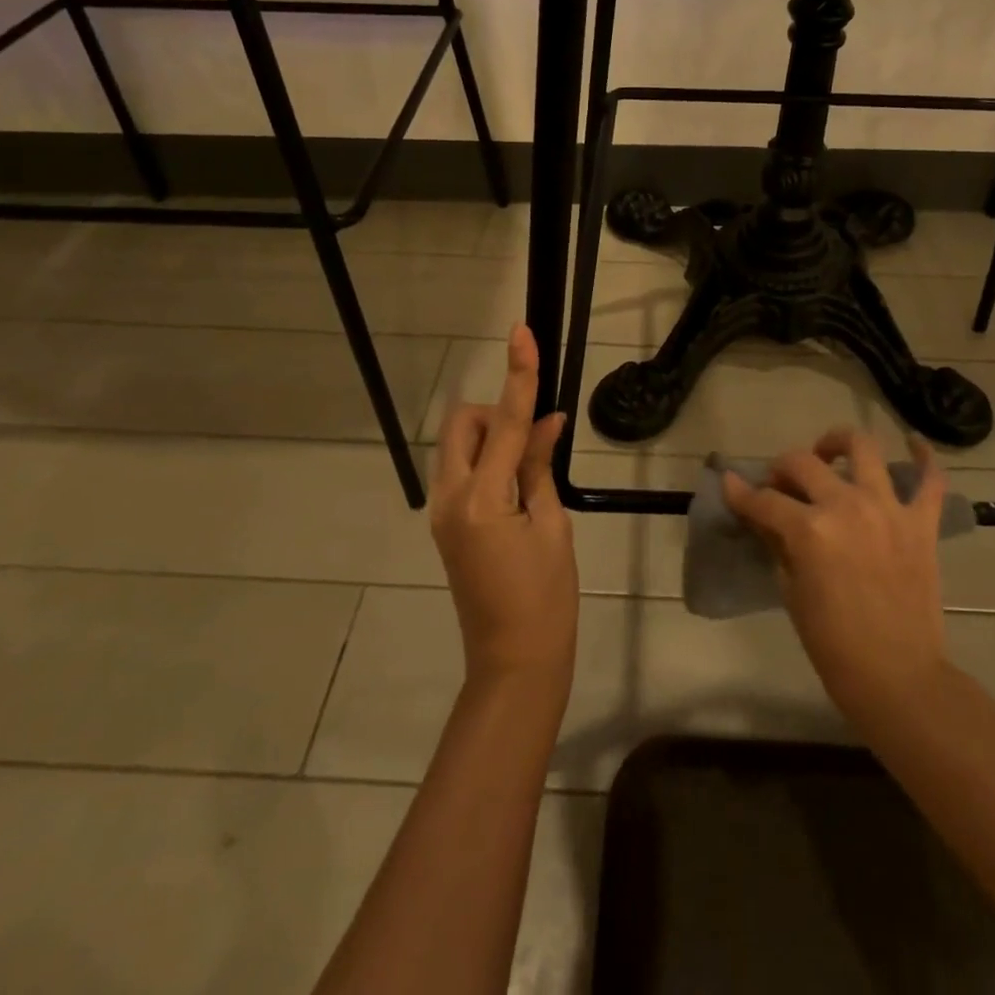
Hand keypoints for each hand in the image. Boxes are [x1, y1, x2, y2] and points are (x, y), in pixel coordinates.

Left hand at [430, 325, 577, 692]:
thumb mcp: (552, 526)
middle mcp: (450, 498)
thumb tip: (547, 422)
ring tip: (530, 467)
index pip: (507, 421)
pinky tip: (519, 481)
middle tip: (533, 441)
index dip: (518, 374)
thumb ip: (540, 467)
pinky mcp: (445, 524)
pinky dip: (488, 461)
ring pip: (458, 447)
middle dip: (495, 414)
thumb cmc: (547, 598)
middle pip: (463, 425)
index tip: (521, 333)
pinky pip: (461, 471)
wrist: (514, 661)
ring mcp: (442, 512)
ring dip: (491, 438)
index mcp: (483, 499)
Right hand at [724, 429, 948, 726]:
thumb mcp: (792, 593)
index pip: (764, 500)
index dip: (741, 492)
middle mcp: (847, 506)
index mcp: (810, 530)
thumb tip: (765, 516)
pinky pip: (931, 480)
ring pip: (863, 448)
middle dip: (782, 468)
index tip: (729, 483)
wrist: (899, 679)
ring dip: (840, 442)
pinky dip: (924, 457)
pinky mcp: (921, 523)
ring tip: (830, 453)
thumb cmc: (835, 646)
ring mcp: (888, 509)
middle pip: (803, 462)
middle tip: (779, 484)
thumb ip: (779, 544)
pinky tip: (913, 443)